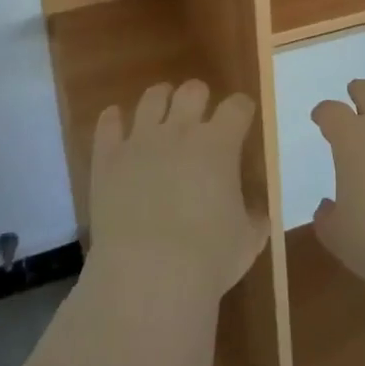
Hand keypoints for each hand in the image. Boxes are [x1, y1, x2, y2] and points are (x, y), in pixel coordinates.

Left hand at [90, 80, 269, 296]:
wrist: (148, 275)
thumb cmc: (208, 259)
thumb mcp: (247, 242)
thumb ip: (254, 219)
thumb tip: (256, 212)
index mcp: (219, 144)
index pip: (237, 106)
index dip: (241, 108)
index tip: (242, 116)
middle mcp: (181, 130)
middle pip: (193, 90)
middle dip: (199, 98)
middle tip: (199, 115)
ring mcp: (141, 139)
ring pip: (152, 97)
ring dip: (160, 100)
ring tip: (160, 111)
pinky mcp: (109, 157)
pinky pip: (108, 123)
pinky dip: (112, 120)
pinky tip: (115, 123)